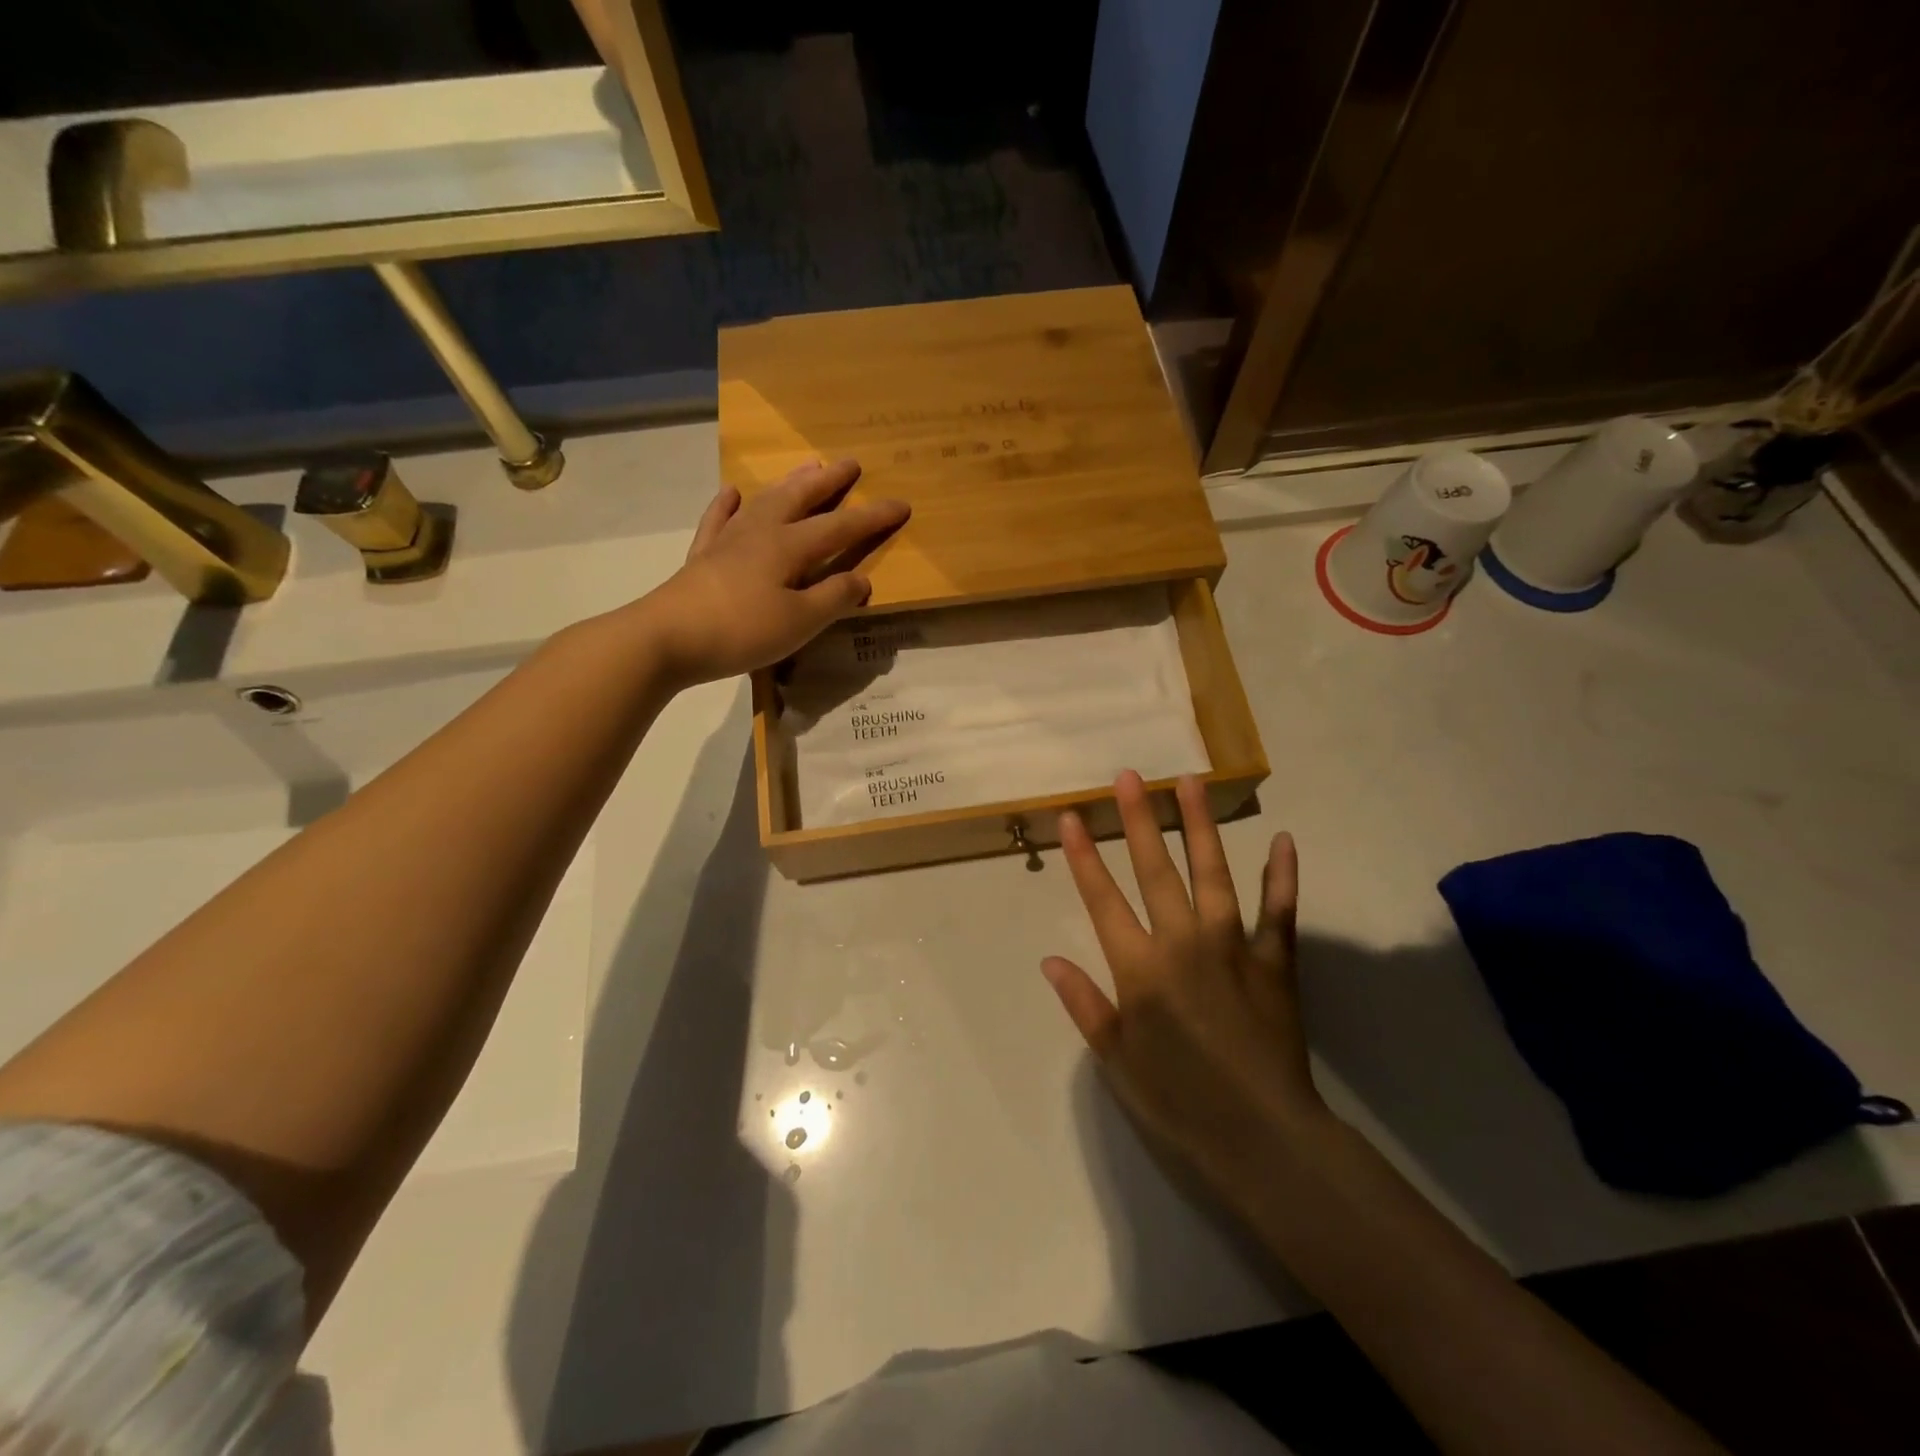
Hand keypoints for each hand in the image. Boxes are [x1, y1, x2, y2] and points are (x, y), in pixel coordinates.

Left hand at [642, 459, 908, 683]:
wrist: (667, 637)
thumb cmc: (742, 630)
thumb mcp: (800, 621)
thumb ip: (834, 598)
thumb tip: (862, 579)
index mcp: (789, 547)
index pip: (840, 527)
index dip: (872, 517)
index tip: (902, 503)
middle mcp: (760, 533)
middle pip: (800, 499)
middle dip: (829, 482)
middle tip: (850, 462)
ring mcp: (728, 541)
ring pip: (765, 502)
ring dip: (789, 484)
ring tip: (806, 467)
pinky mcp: (703, 557)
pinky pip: (719, 521)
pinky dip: (728, 505)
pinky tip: (732, 493)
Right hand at [1043, 771, 1323, 1210]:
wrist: (1262, 1136)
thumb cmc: (1179, 1101)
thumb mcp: (1117, 1059)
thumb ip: (1085, 1004)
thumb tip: (1050, 959)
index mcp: (1140, 969)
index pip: (1102, 900)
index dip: (1083, 857)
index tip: (1070, 817)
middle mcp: (1182, 943)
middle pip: (1155, 870)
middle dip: (1139, 820)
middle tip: (1129, 776)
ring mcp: (1232, 946)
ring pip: (1212, 873)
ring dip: (1199, 826)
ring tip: (1190, 782)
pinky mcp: (1274, 961)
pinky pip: (1278, 910)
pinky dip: (1282, 875)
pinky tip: (1282, 840)